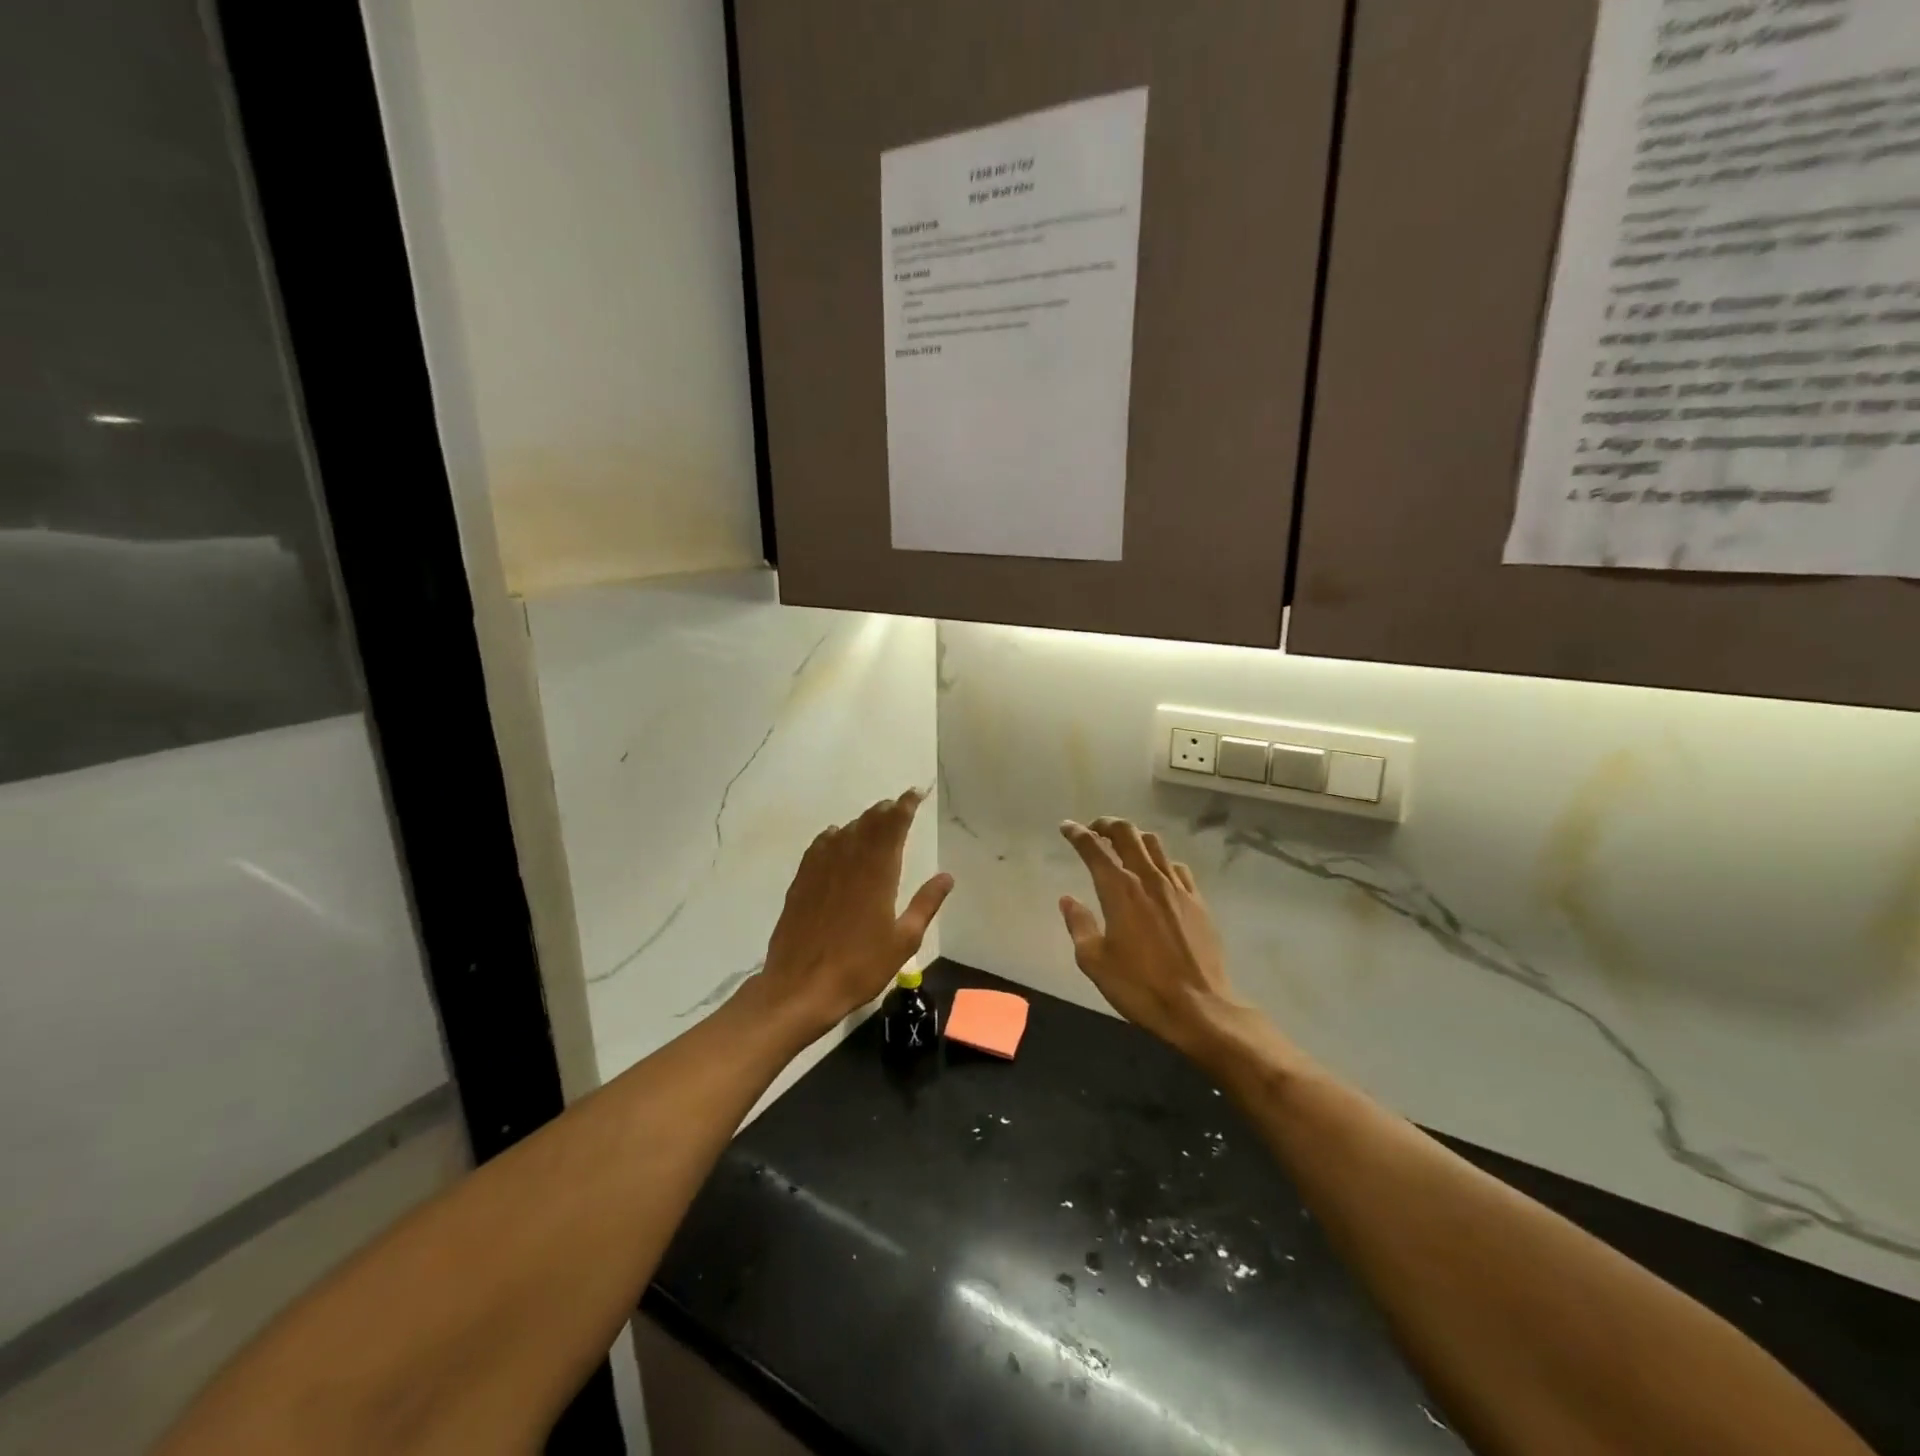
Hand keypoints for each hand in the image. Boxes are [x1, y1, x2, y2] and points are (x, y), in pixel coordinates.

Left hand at [758, 789, 952, 1035]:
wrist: (801, 987)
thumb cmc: (860, 966)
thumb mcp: (904, 940)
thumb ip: (926, 903)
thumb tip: (946, 876)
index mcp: (878, 872)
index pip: (894, 826)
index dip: (905, 806)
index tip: (915, 793)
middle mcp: (849, 861)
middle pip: (869, 823)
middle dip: (886, 811)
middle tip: (898, 806)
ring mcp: (821, 869)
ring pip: (844, 832)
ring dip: (862, 821)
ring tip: (873, 821)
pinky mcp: (801, 882)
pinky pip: (818, 847)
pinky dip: (831, 836)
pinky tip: (834, 837)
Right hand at [1059, 817, 1238, 1052]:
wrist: (1199, 1007)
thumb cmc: (1139, 986)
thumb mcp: (1094, 961)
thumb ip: (1079, 924)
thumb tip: (1067, 899)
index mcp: (1119, 890)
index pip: (1094, 849)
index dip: (1077, 834)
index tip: (1066, 827)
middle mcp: (1148, 879)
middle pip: (1127, 834)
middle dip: (1106, 824)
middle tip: (1093, 829)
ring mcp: (1177, 888)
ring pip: (1154, 845)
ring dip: (1134, 838)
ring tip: (1123, 846)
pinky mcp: (1197, 901)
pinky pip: (1177, 867)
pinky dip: (1161, 861)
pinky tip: (1157, 874)